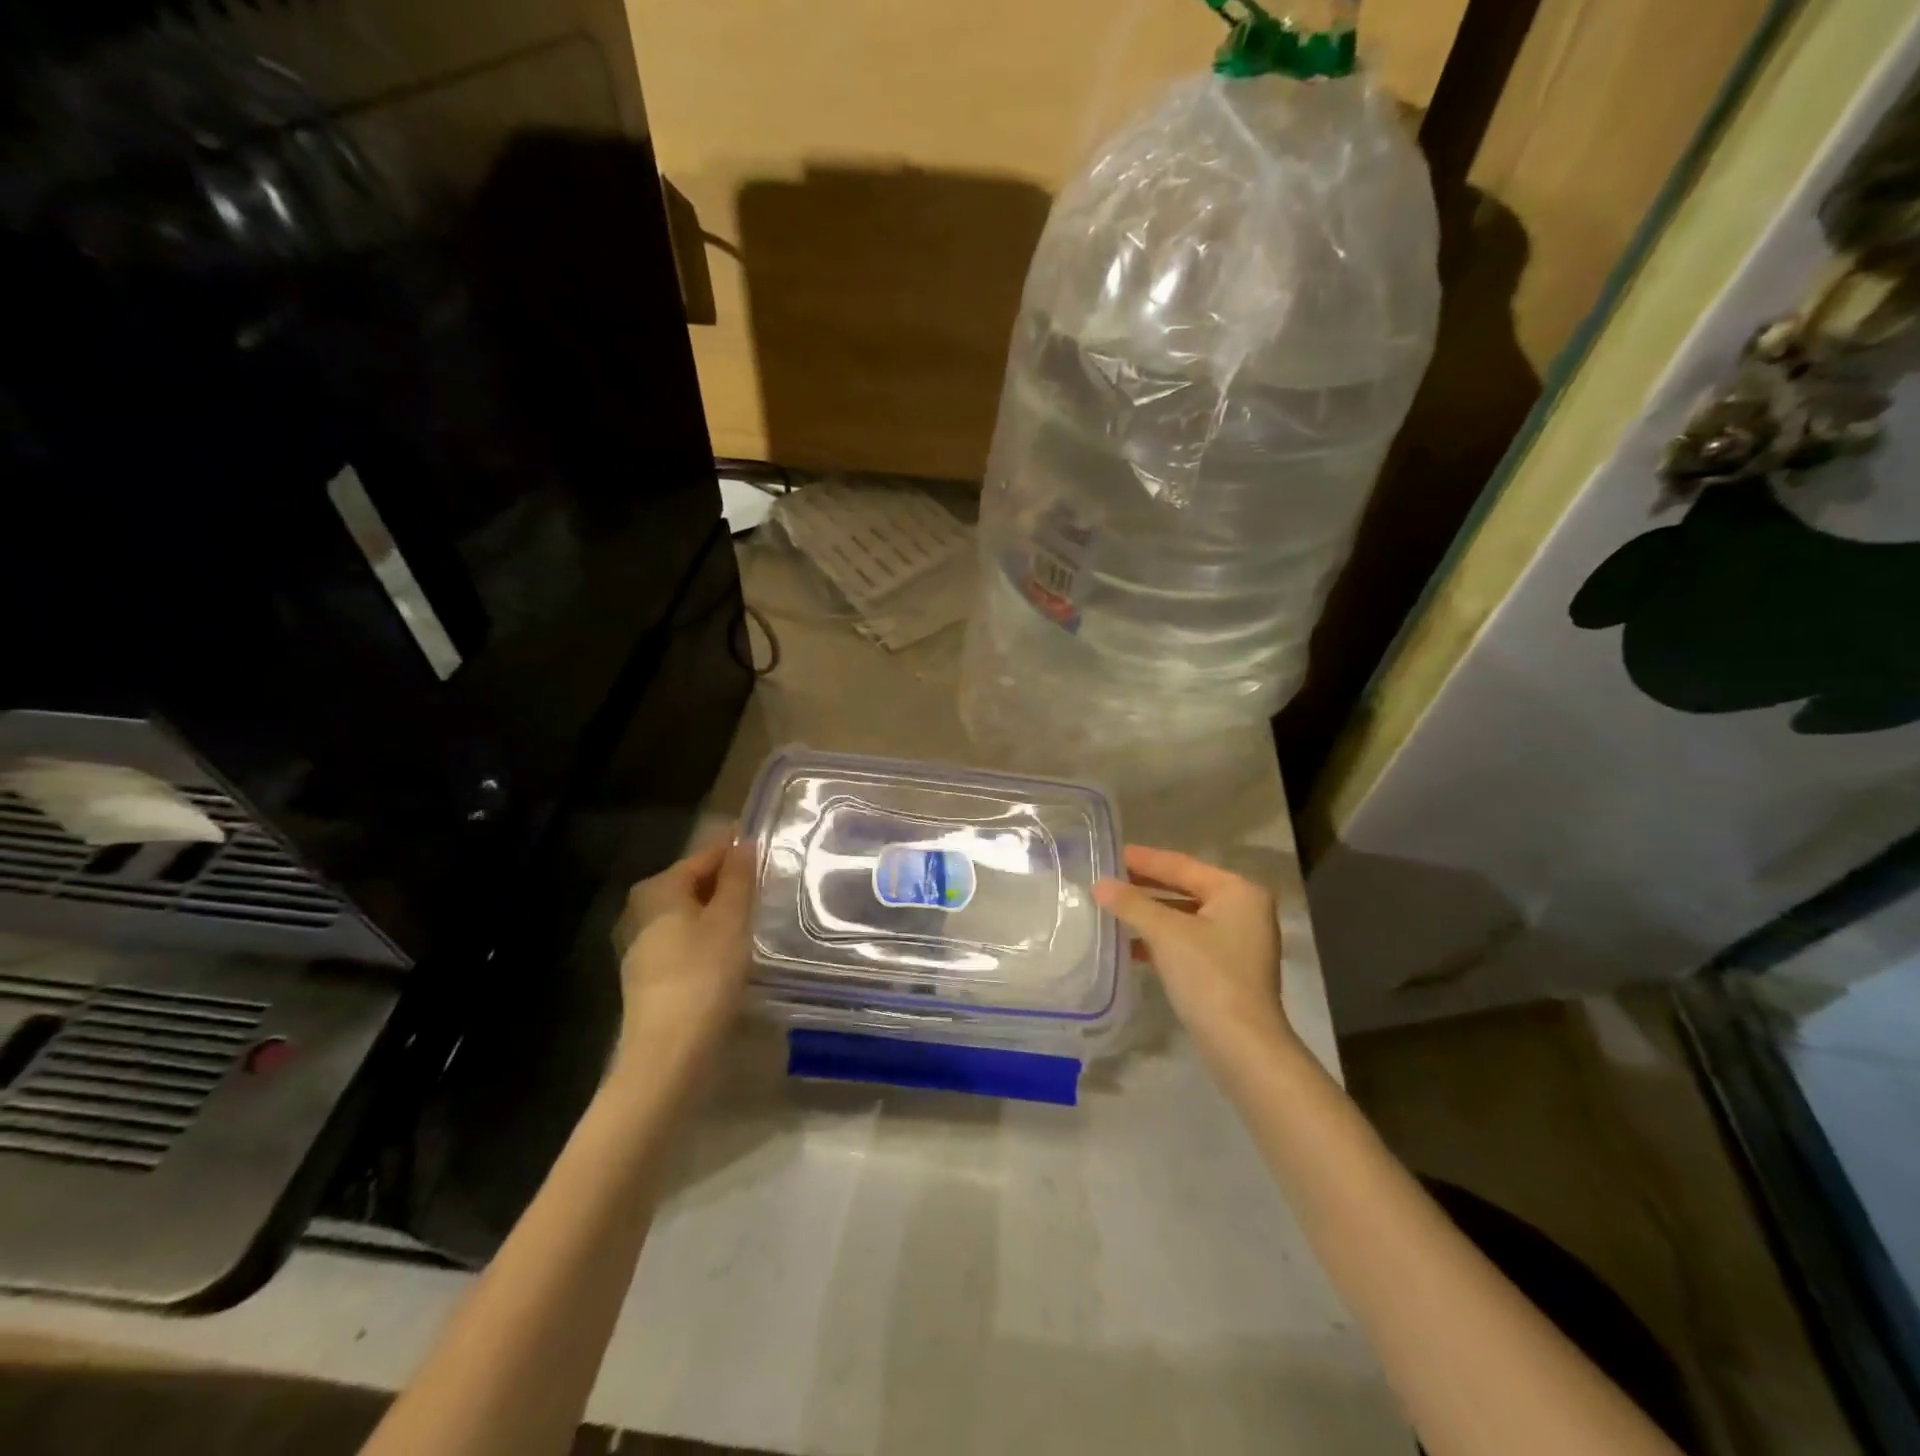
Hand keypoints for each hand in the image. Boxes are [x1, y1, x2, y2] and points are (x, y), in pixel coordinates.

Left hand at [611, 835, 756, 1069]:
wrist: (668, 1054)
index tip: (772, 850)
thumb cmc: (703, 975)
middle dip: (732, 883)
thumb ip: (739, 878)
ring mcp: (644, 946)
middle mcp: (642, 910)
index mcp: (658, 888)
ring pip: (692, 914)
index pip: (706, 855)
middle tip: (771, 886)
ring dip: (723, 912)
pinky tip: (736, 951)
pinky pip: (688, 941)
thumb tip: (743, 842)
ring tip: (761, 917)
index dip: (739, 851)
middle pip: (696, 884)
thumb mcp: (730, 920)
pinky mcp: (651, 977)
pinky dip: (712, 938)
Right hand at [1093, 845, 1296, 1072]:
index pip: (1183, 865)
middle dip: (1146, 886)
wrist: (1242, 1046)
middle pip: (1185, 888)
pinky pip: (1187, 941)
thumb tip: (1099, 884)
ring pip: (1185, 917)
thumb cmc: (1208, 976)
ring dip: (1150, 914)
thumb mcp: (1165, 933)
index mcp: (1238, 891)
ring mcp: (1238, 942)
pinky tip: (1129, 944)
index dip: (1145, 860)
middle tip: (1108, 878)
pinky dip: (1160, 939)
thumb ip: (1131, 904)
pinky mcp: (1228, 970)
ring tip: (1112, 908)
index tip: (1112, 852)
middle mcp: (1244, 910)